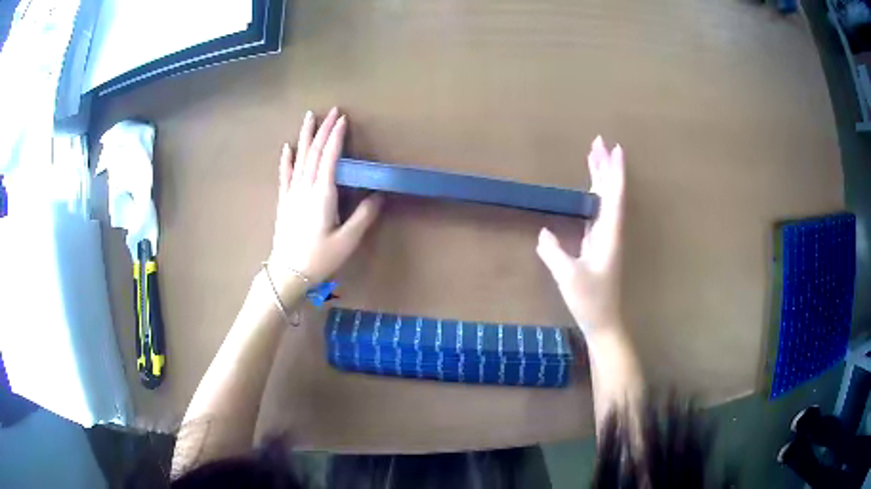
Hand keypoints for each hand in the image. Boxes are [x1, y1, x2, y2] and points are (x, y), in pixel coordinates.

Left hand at [268, 108, 382, 286]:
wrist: (287, 273)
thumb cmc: (319, 259)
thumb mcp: (347, 241)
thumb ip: (364, 216)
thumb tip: (378, 195)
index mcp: (323, 194)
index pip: (330, 158)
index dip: (336, 137)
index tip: (343, 119)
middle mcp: (305, 188)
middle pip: (314, 152)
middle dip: (323, 130)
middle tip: (332, 111)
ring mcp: (291, 193)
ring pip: (299, 158)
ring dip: (305, 136)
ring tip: (309, 117)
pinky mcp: (283, 201)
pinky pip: (285, 174)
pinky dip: (287, 159)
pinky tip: (287, 147)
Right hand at [536, 136, 624, 334]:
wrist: (602, 321)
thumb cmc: (590, 300)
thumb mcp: (569, 277)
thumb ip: (554, 253)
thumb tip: (543, 233)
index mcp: (609, 235)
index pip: (614, 196)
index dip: (614, 172)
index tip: (615, 149)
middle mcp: (610, 231)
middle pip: (610, 192)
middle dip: (605, 166)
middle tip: (599, 141)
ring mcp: (605, 238)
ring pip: (604, 200)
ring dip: (600, 177)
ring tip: (593, 155)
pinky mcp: (598, 245)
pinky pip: (597, 212)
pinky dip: (593, 196)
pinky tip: (588, 190)